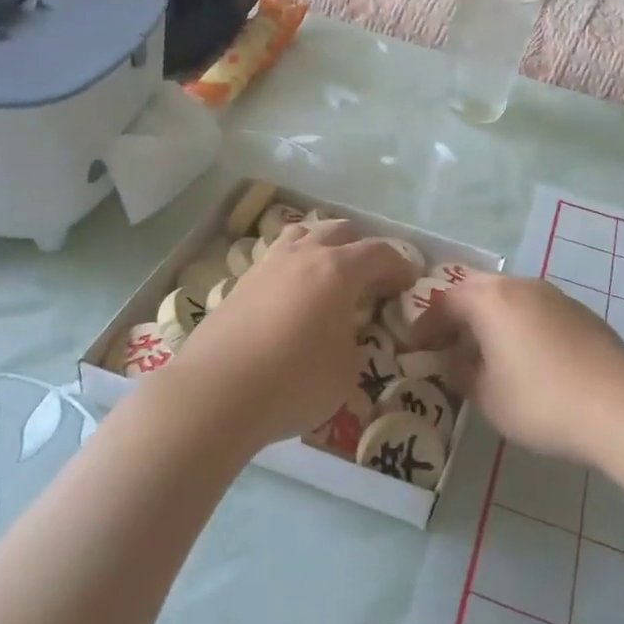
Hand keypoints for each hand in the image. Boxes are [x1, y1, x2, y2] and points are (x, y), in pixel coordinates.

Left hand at [161, 222, 417, 448]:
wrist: (215, 394)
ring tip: (329, 275)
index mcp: (338, 270)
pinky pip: (277, 257)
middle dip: (362, 249)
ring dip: (323, 246)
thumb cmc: (293, 382)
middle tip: (370, 281)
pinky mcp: (241, 282)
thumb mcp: (347, 371)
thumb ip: (355, 342)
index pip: (380, 252)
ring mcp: (267, 264)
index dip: (400, 266)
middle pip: (340, 230)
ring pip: (302, 233)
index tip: (408, 284)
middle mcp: (303, 255)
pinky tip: (292, 294)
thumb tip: (346, 333)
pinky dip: (294, 264)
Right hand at [418, 275, 623, 466]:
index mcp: (490, 300)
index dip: (426, 324)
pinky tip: (526, 356)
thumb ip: (462, 373)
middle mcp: (520, 286)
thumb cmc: (540, 401)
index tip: (415, 347)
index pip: (445, 302)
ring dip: (490, 317)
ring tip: (485, 350)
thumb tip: (455, 361)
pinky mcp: (580, 312)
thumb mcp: (488, 397)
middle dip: (457, 312)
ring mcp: (554, 295)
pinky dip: (519, 324)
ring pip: (510, 296)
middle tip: (447, 341)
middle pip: (477, 289)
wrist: (619, 405)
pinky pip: (536, 309)